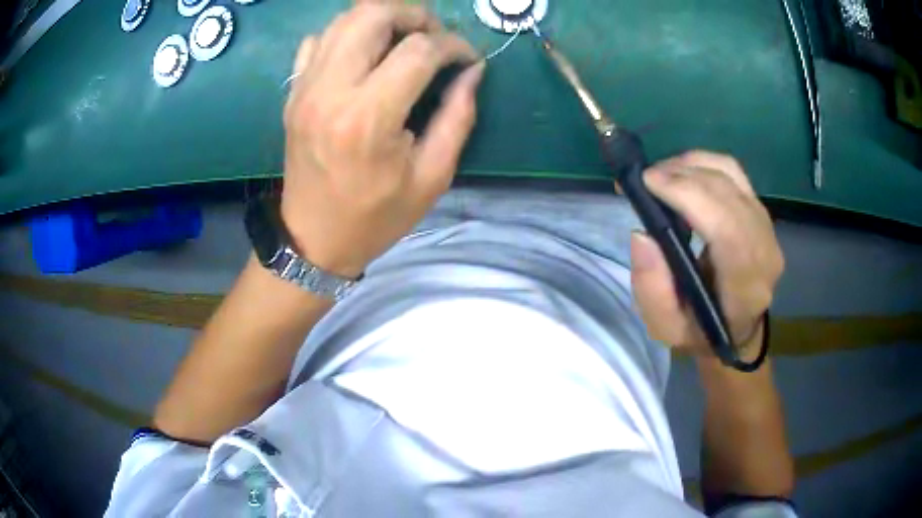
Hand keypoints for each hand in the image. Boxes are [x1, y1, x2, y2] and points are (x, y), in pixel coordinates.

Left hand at [281, 2, 483, 277]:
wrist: (313, 239)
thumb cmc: (376, 216)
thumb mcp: (432, 176)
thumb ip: (458, 116)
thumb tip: (472, 70)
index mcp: (368, 118)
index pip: (418, 49)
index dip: (453, 45)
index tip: (467, 58)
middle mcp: (330, 91)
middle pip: (372, 14)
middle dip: (415, 15)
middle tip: (434, 37)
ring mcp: (305, 88)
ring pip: (344, 19)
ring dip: (383, 19)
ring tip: (405, 41)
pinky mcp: (293, 92)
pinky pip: (320, 41)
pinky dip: (348, 35)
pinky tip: (366, 56)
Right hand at [629, 151, 784, 357]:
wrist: (737, 330)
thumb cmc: (701, 332)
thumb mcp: (665, 328)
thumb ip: (652, 289)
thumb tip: (642, 234)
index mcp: (745, 286)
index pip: (726, 228)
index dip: (688, 195)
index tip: (648, 183)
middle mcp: (764, 250)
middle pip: (726, 192)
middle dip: (681, 175)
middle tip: (645, 179)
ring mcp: (767, 227)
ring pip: (730, 174)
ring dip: (691, 165)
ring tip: (662, 176)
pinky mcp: (761, 212)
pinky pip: (734, 173)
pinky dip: (704, 165)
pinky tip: (684, 174)